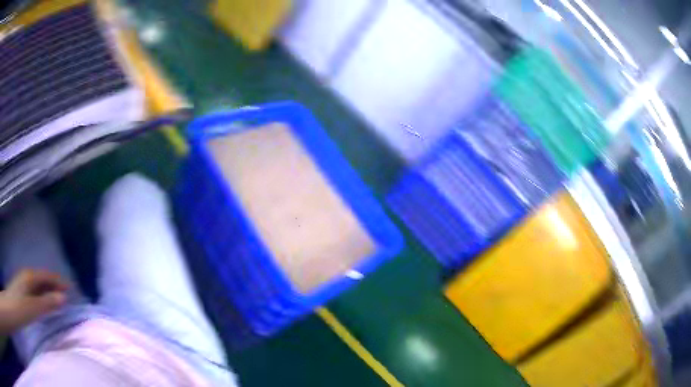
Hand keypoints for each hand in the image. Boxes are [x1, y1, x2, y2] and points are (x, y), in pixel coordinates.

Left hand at [0, 270, 68, 333]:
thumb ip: (48, 303)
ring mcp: (24, 282)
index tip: (72, 287)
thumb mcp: (35, 308)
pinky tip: (45, 302)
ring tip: (59, 300)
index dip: (59, 281)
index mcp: (31, 276)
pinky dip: (43, 295)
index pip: (47, 276)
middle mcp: (28, 276)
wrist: (15, 308)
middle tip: (67, 295)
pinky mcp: (23, 290)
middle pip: (43, 279)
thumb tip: (64, 297)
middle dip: (54, 286)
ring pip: (39, 285)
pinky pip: (35, 290)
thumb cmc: (23, 308)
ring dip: (49, 291)